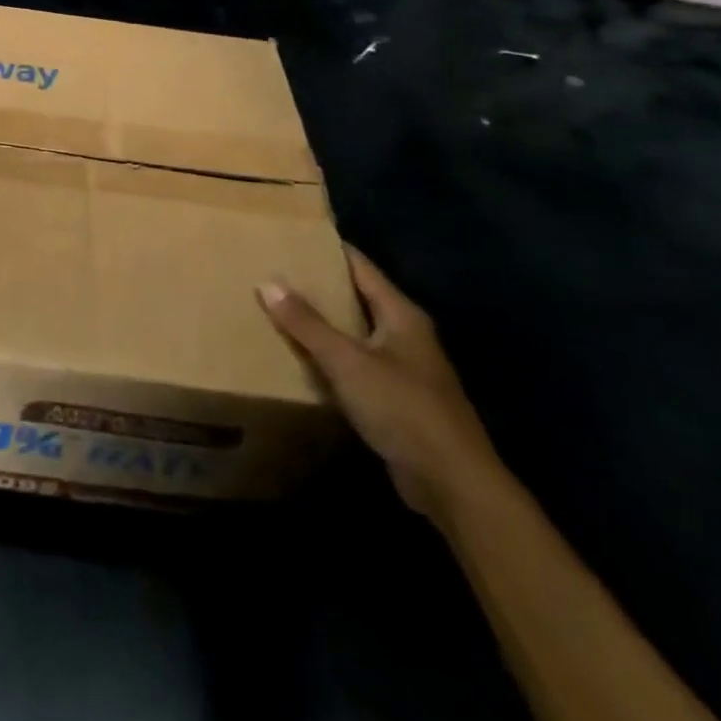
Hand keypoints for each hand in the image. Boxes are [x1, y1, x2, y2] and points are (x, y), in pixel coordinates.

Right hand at [260, 249, 500, 521]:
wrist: (453, 484)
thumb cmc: (403, 408)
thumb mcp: (347, 362)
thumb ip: (307, 323)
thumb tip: (267, 282)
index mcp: (401, 315)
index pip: (360, 267)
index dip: (329, 250)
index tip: (292, 236)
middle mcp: (406, 334)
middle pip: (357, 297)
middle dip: (319, 285)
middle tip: (275, 271)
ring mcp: (404, 368)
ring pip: (355, 332)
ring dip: (323, 323)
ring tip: (279, 308)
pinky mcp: (396, 398)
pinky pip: (356, 364)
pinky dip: (331, 356)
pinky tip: (302, 358)